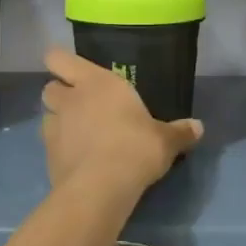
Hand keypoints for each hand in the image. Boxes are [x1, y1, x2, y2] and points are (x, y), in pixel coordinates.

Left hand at [41, 48, 201, 195]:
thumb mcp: (166, 140)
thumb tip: (198, 127)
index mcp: (97, 83)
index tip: (75, 72)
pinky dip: (60, 148)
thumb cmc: (135, 148)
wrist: (101, 188)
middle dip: (61, 93)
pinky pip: (50, 145)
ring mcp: (54, 128)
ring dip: (59, 121)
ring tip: (80, 134)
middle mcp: (70, 99)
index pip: (59, 58)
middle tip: (82, 105)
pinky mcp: (47, 156)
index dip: (62, 63)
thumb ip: (180, 132)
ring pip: (46, 115)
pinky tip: (79, 160)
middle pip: (49, 86)